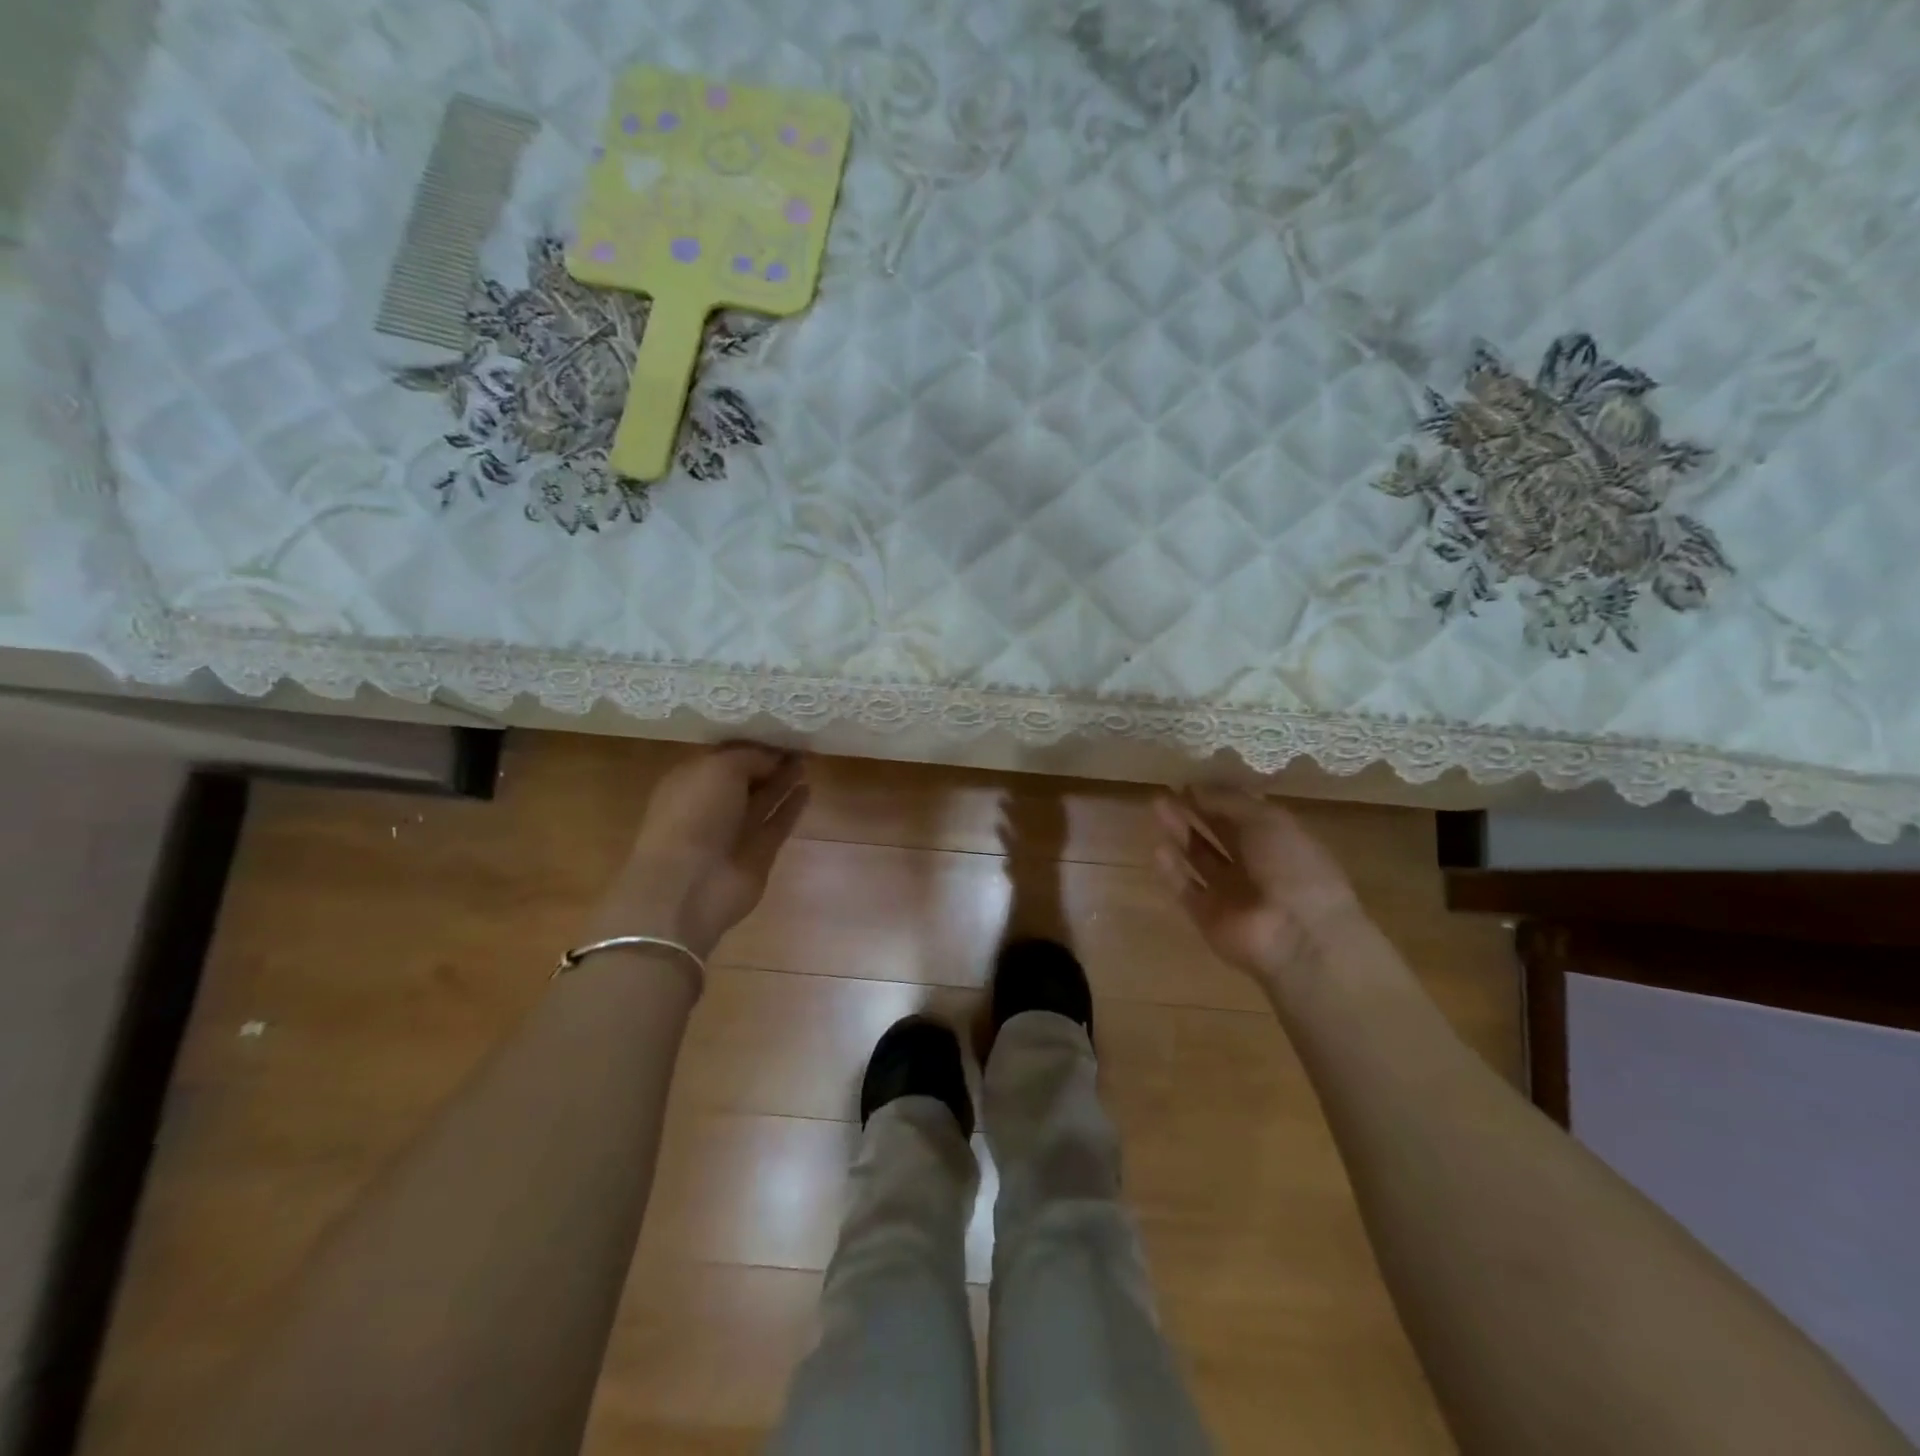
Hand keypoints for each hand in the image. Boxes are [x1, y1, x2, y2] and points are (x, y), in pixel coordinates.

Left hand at [590, 745, 809, 959]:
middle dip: (769, 760)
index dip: (751, 743)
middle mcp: (711, 803)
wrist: (689, 885)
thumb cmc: (695, 815)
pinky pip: (778, 823)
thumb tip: (775, 758)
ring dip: (783, 781)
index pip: (725, 755)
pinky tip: (807, 788)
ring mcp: (735, 830)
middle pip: (745, 777)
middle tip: (799, 742)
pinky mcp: (758, 853)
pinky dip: (792, 807)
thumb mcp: (720, 768)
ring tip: (807, 760)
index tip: (779, 729)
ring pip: (763, 799)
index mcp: (691, 779)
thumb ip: (751, 757)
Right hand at [1152, 787, 1365, 979]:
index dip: (1216, 796)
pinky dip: (1172, 870)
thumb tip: (1195, 787)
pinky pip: (1186, 888)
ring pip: (1198, 858)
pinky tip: (1158, 848)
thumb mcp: (1267, 820)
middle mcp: (1254, 866)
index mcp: (1278, 840)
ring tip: (1156, 807)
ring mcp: (1230, 893)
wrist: (1298, 936)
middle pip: (1217, 834)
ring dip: (1179, 833)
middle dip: (1193, 812)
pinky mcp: (1207, 916)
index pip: (1242, 814)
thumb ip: (1229, 802)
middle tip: (1166, 791)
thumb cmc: (1292, 867)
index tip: (1188, 780)